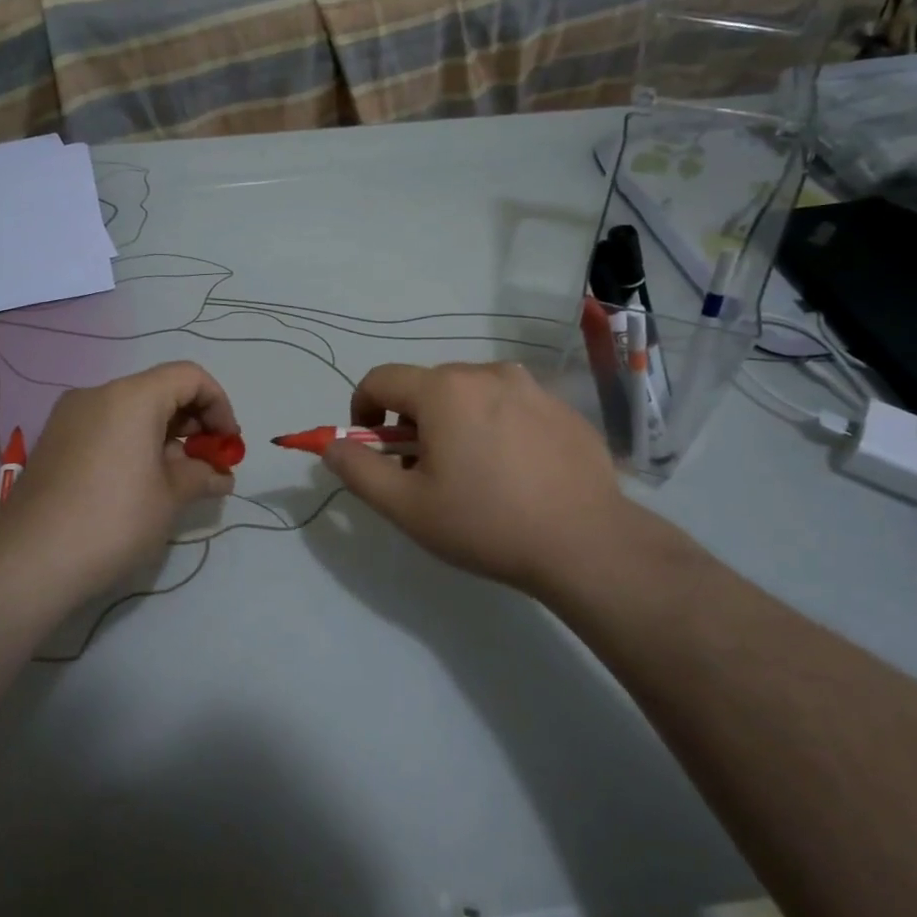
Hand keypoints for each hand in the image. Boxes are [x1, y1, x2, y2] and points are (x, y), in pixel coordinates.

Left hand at [0, 362, 238, 603]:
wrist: (29, 562)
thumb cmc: (113, 521)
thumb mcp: (170, 498)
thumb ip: (202, 475)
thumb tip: (221, 475)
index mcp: (131, 397)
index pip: (189, 377)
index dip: (219, 404)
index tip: (228, 443)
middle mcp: (98, 394)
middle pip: (160, 390)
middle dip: (193, 422)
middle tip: (210, 462)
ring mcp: (70, 417)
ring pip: (132, 410)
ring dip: (165, 435)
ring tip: (181, 478)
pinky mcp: (54, 441)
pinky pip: (107, 427)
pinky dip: (135, 442)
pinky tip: (143, 482)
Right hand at [323, 362, 680, 598]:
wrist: (586, 543)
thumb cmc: (486, 523)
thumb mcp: (406, 507)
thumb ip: (357, 470)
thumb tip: (331, 445)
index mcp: (443, 390)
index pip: (380, 379)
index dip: (362, 409)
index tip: (371, 445)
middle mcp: (486, 373)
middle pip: (427, 386)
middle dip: (412, 421)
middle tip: (423, 471)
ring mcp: (531, 387)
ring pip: (471, 393)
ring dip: (455, 421)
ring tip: (473, 472)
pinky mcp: (562, 407)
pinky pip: (511, 405)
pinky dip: (496, 426)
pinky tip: (514, 472)